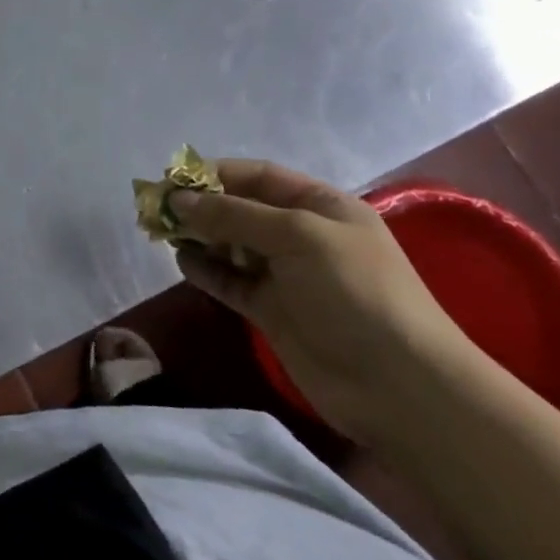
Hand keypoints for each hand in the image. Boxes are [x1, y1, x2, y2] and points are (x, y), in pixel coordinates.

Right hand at [170, 161, 484, 444]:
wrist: (400, 386)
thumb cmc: (355, 292)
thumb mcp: (297, 236)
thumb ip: (234, 215)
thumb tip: (179, 199)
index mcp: (320, 206)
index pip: (258, 177)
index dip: (216, 174)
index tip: (173, 178)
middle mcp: (301, 235)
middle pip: (241, 209)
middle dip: (201, 205)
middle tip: (158, 208)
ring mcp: (287, 276)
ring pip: (231, 245)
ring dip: (199, 236)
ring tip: (163, 234)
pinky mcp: (273, 311)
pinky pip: (231, 281)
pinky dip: (206, 270)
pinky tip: (182, 262)